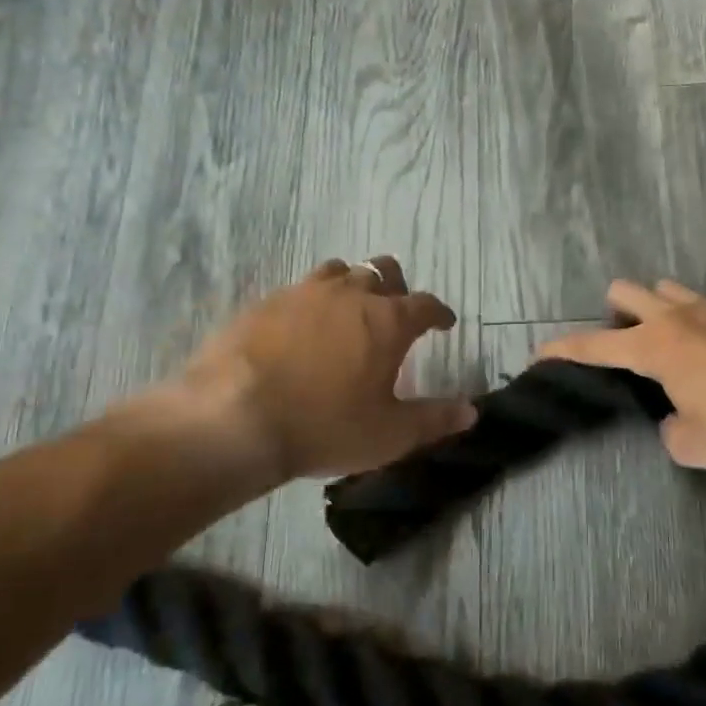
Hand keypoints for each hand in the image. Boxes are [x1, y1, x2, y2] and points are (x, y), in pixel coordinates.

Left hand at [115, 257, 475, 496]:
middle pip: (383, 271)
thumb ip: (434, 420)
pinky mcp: (265, 302)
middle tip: (394, 312)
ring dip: (352, 286)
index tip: (444, 323)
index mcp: (387, 321)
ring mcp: (304, 292)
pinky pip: (299, 289)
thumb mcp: (388, 434)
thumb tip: (472, 412)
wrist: (232, 418)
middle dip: (396, 287)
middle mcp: (350, 294)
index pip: (426, 304)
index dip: (439, 313)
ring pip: (339, 272)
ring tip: (348, 311)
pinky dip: (311, 302)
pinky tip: (301, 328)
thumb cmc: (324, 426)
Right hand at [538, 280, 705, 470]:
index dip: (563, 349)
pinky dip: (700, 323)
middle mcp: (676, 318)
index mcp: (653, 347)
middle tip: (624, 345)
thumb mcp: (693, 444)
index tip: (540, 351)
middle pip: (626, 292)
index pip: (593, 345)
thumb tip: (676, 418)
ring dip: (658, 309)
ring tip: (670, 344)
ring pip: (668, 290)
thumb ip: (672, 429)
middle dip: (613, 313)